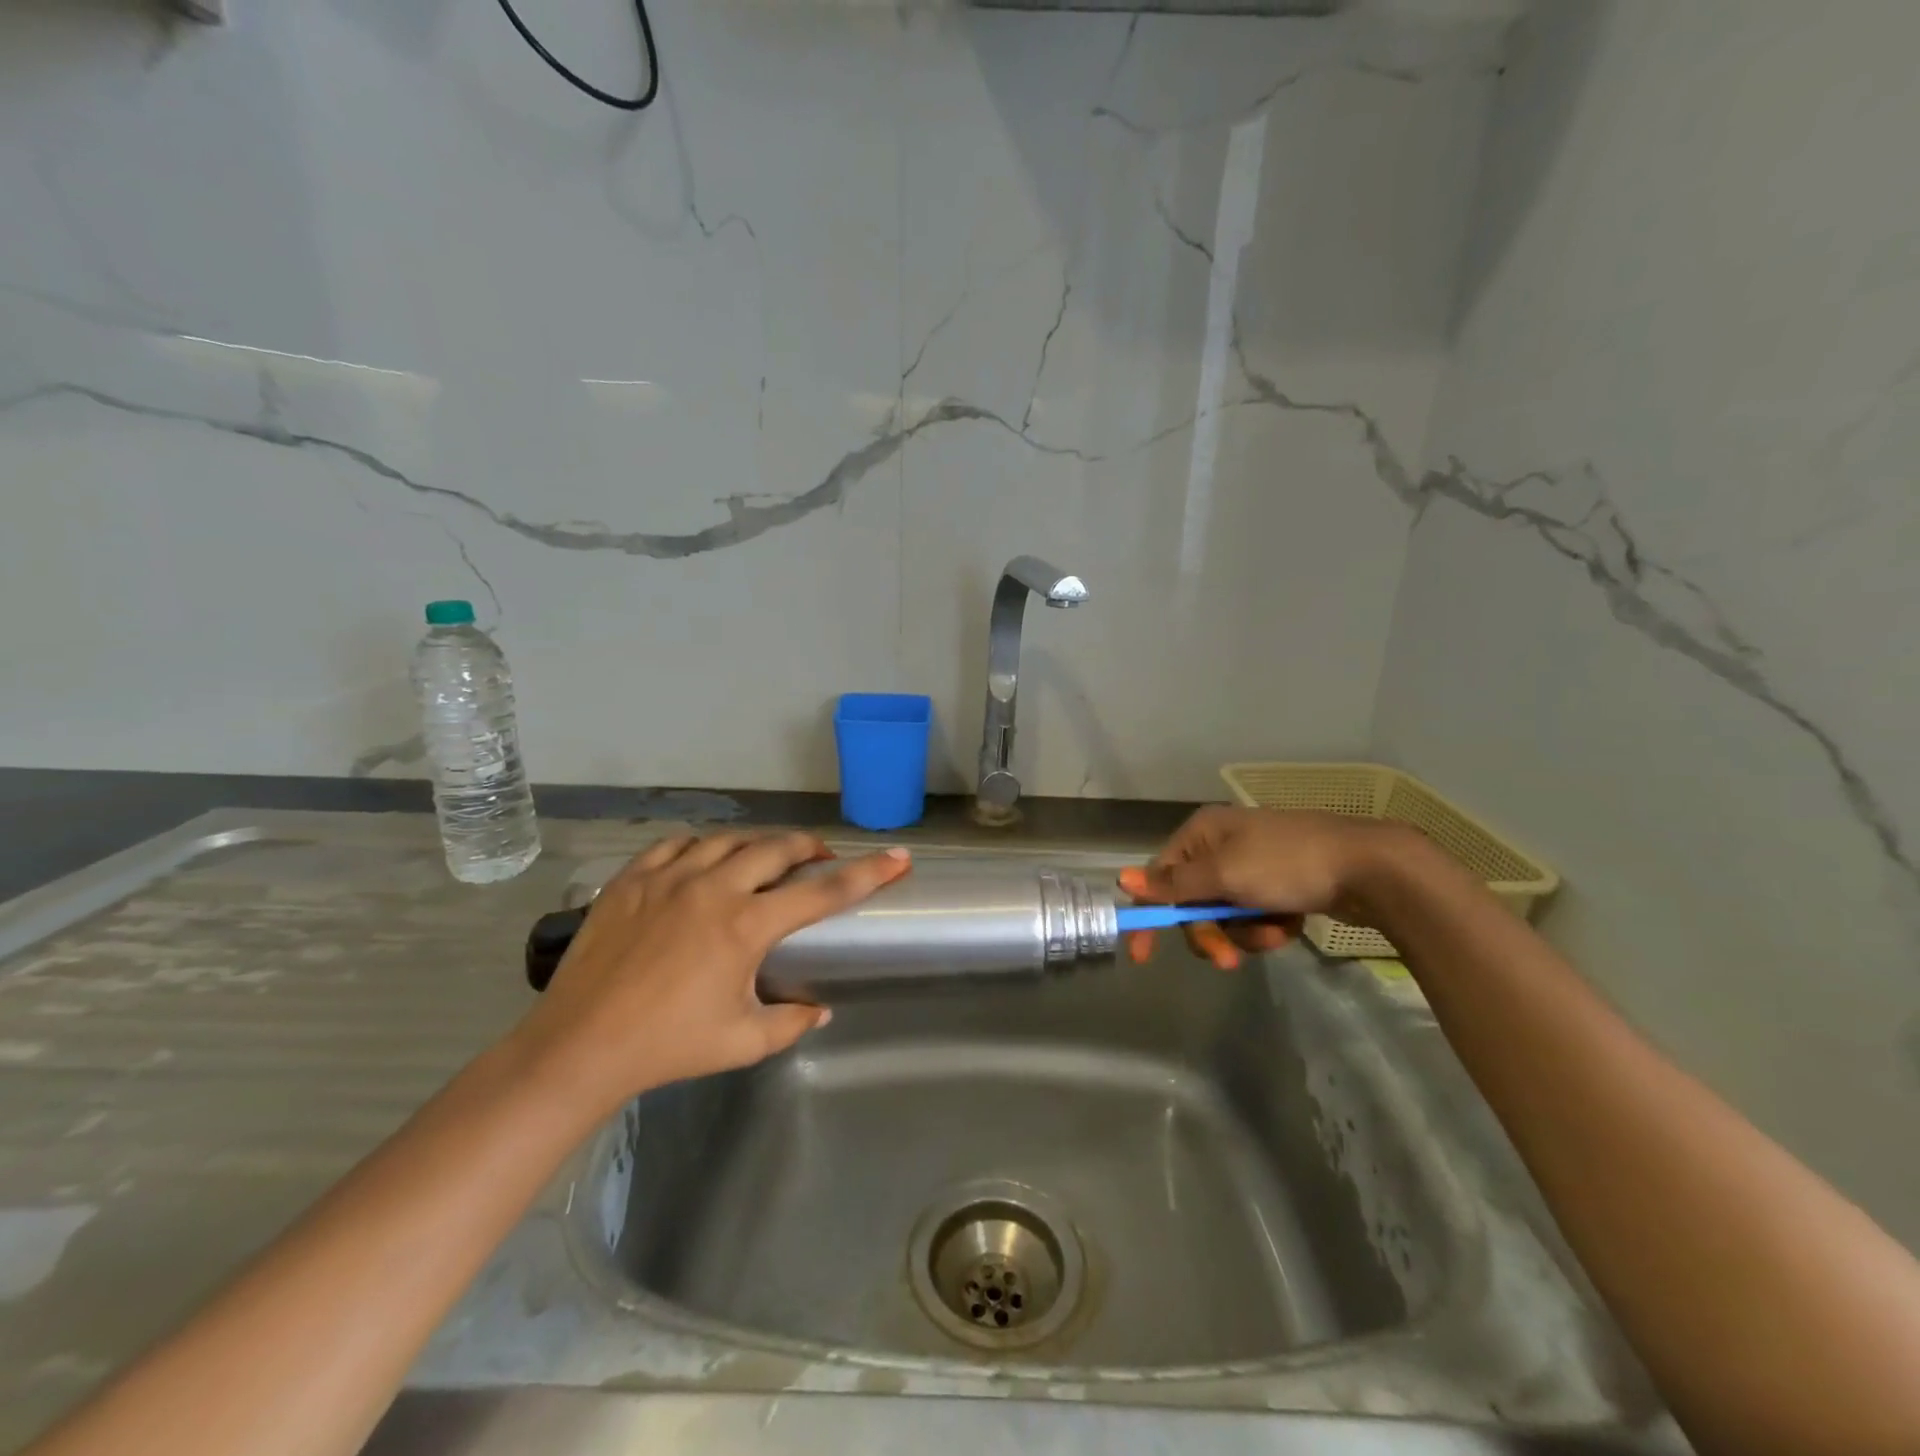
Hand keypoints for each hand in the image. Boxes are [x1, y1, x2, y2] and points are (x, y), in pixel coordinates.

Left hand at [507, 831, 910, 1110]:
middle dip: (808, 847)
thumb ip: (790, 1022)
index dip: (867, 873)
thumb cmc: (667, 1047)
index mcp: (746, 926)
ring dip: (757, 844)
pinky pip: (677, 844)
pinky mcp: (632, 879)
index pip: (823, 891)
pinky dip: (701, 846)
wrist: (579, 1047)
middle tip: (819, 858)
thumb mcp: (741, 1042)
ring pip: (728, 838)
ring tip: (764, 859)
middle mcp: (714, 888)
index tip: (898, 857)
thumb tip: (821, 1009)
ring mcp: (669, 877)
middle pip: (777, 847)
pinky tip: (704, 861)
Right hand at [1119, 807, 1387, 968]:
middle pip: (1193, 903)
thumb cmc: (1287, 864)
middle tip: (1228, 960)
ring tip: (1276, 932)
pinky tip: (1290, 924)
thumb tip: (1121, 878)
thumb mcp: (1224, 875)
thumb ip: (1173, 884)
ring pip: (1226, 916)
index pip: (1159, 877)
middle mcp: (1221, 845)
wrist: (1369, 867)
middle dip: (1211, 933)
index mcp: (1202, 834)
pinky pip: (1255, 916)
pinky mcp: (1279, 885)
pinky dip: (1268, 927)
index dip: (1150, 915)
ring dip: (1245, 933)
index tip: (1143, 956)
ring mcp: (1252, 865)